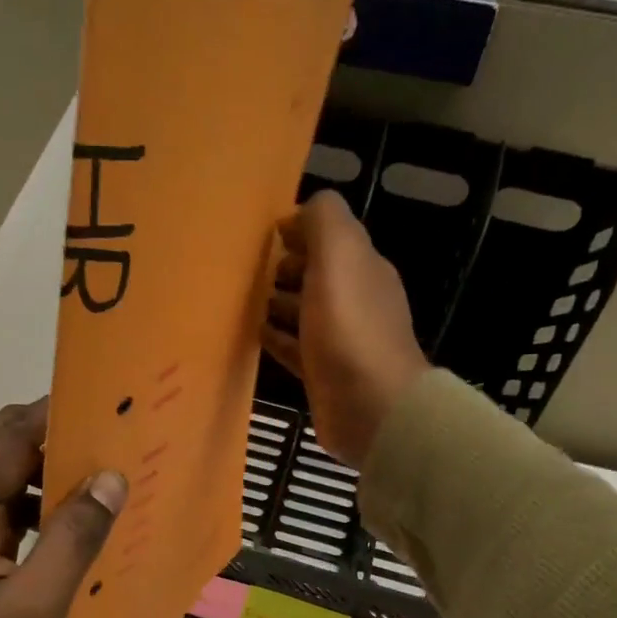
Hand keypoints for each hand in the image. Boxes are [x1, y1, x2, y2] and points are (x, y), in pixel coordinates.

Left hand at [0, 400, 124, 617]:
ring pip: (12, 483)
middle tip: (124, 438)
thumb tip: (112, 477)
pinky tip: (88, 519)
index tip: (113, 403)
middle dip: (62, 441)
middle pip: (6, 453)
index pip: (7, 440)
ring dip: (59, 476)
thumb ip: (75, 537)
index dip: (58, 416)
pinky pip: (14, 516)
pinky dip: (49, 509)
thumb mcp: (38, 607)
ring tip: (116, 475)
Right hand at [262, 189, 429, 466]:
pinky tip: (256, 336)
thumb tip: (302, 210)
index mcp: (362, 267)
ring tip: (245, 299)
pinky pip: (296, 349)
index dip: (301, 230)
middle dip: (288, 266)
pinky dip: (277, 339)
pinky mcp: (324, 375)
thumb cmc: (350, 329)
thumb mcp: (338, 257)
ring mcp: (340, 341)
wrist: (370, 407)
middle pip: (318, 274)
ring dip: (279, 302)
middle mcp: (355, 300)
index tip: (266, 234)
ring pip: (305, 312)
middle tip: (251, 269)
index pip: (331, 237)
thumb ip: (324, 222)